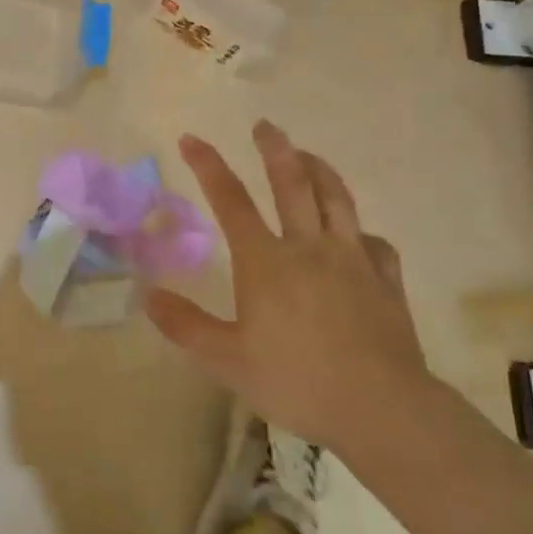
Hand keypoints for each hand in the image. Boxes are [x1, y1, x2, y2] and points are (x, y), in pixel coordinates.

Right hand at [144, 121, 429, 449]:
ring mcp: (353, 259)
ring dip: (320, 169)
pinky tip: (358, 236)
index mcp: (266, 261)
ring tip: (308, 154)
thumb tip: (147, 296)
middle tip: (265, 125)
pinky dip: (361, 231)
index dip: (208, 166)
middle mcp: (309, 247)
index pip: (230, 200)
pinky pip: (375, 243)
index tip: (191, 138)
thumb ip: (185, 326)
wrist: (380, 408)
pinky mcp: (385, 280)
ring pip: (337, 199)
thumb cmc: (296, 381)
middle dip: (275, 148)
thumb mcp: (227, 361)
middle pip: (292, 182)